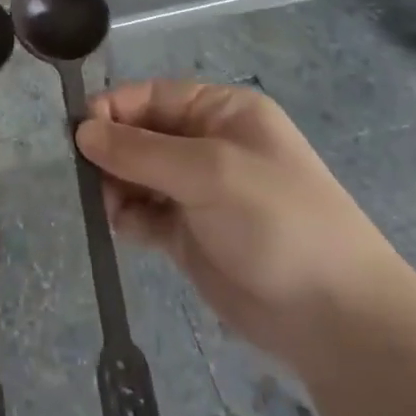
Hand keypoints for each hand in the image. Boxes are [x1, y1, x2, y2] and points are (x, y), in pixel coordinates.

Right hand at [75, 80, 410, 367]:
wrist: (337, 319)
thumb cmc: (277, 222)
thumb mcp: (209, 172)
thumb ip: (140, 150)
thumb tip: (82, 131)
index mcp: (221, 112)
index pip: (151, 96)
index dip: (113, 109)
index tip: (79, 134)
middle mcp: (208, 144)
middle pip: (139, 133)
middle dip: (111, 151)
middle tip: (88, 177)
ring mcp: (198, 191)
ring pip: (136, 174)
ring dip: (116, 186)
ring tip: (111, 207)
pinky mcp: (190, 234)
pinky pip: (144, 212)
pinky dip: (129, 217)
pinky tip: (126, 229)